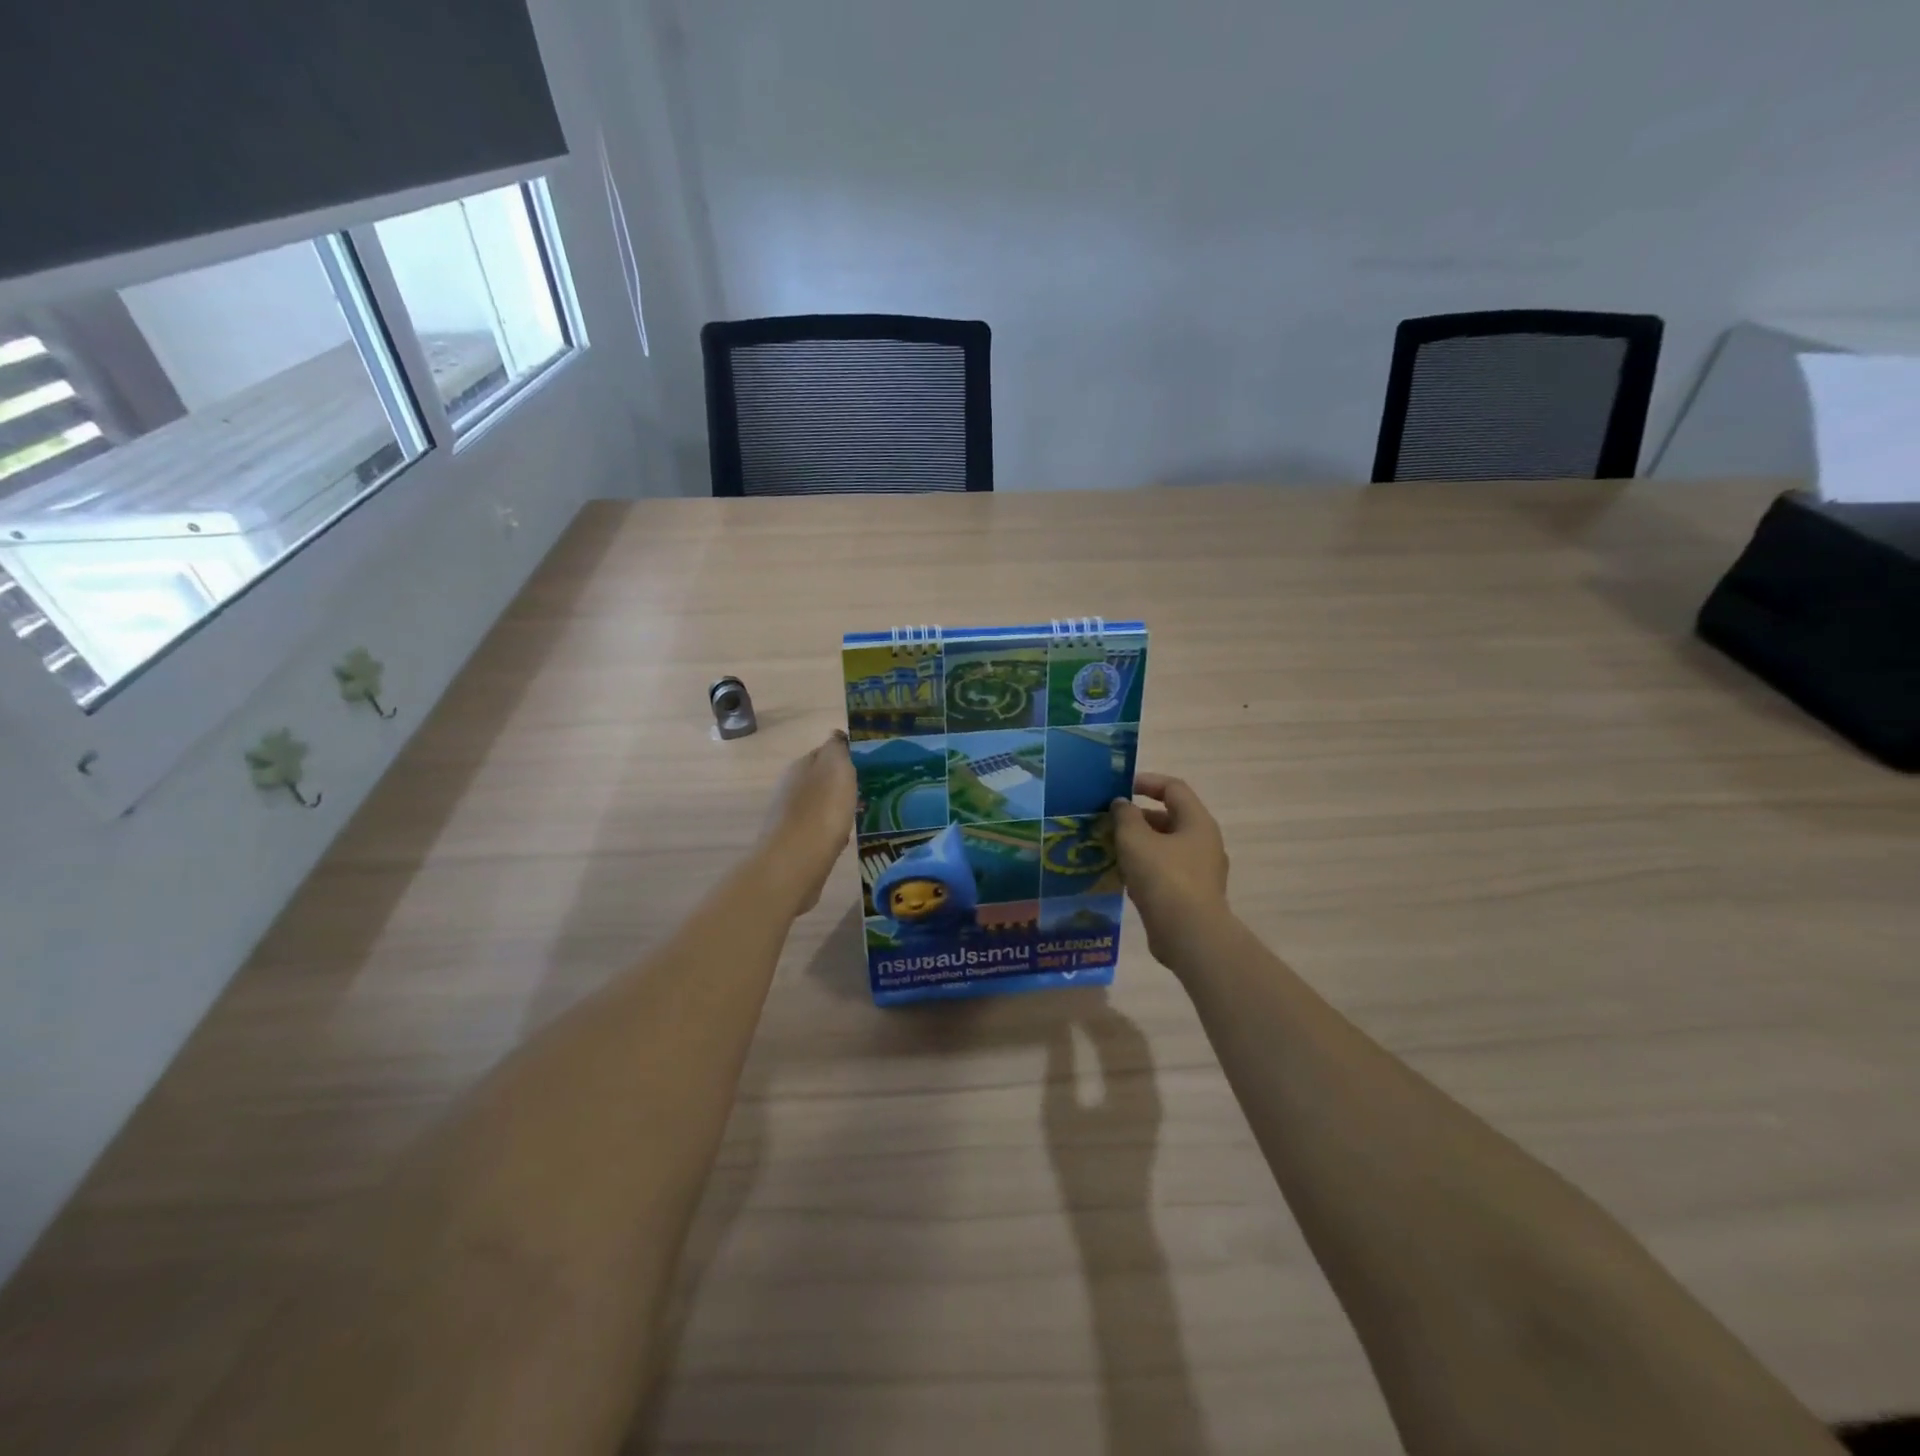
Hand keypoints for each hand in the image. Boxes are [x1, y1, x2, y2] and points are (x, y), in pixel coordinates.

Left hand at [757, 731, 856, 914]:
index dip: (843, 757)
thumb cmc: (822, 809)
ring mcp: (788, 817)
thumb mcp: (836, 767)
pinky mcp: (793, 843)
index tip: (863, 766)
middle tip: (863, 792)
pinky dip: (829, 832)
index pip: (824, 753)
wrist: (796, 860)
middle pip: (819, 781)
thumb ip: (837, 749)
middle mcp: (790, 788)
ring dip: (834, 809)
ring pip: (817, 806)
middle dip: (838, 786)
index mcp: (801, 766)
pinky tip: (841, 840)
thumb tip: (836, 735)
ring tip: (856, 816)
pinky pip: (816, 831)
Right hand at [1110, 772, 1230, 963]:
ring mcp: (1201, 871)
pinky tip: (1122, 877)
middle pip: (1169, 818)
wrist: (1189, 935)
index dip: (1146, 782)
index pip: (1173, 788)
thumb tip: (1122, 804)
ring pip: (1165, 847)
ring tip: (1109, 849)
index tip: (1119, 788)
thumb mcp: (1135, 839)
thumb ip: (1125, 816)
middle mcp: (1204, 842)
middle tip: (1108, 822)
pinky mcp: (1192, 896)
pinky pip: (1166, 871)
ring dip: (1139, 844)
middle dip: (1138, 817)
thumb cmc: (1164, 878)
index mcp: (1197, 822)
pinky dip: (1145, 868)